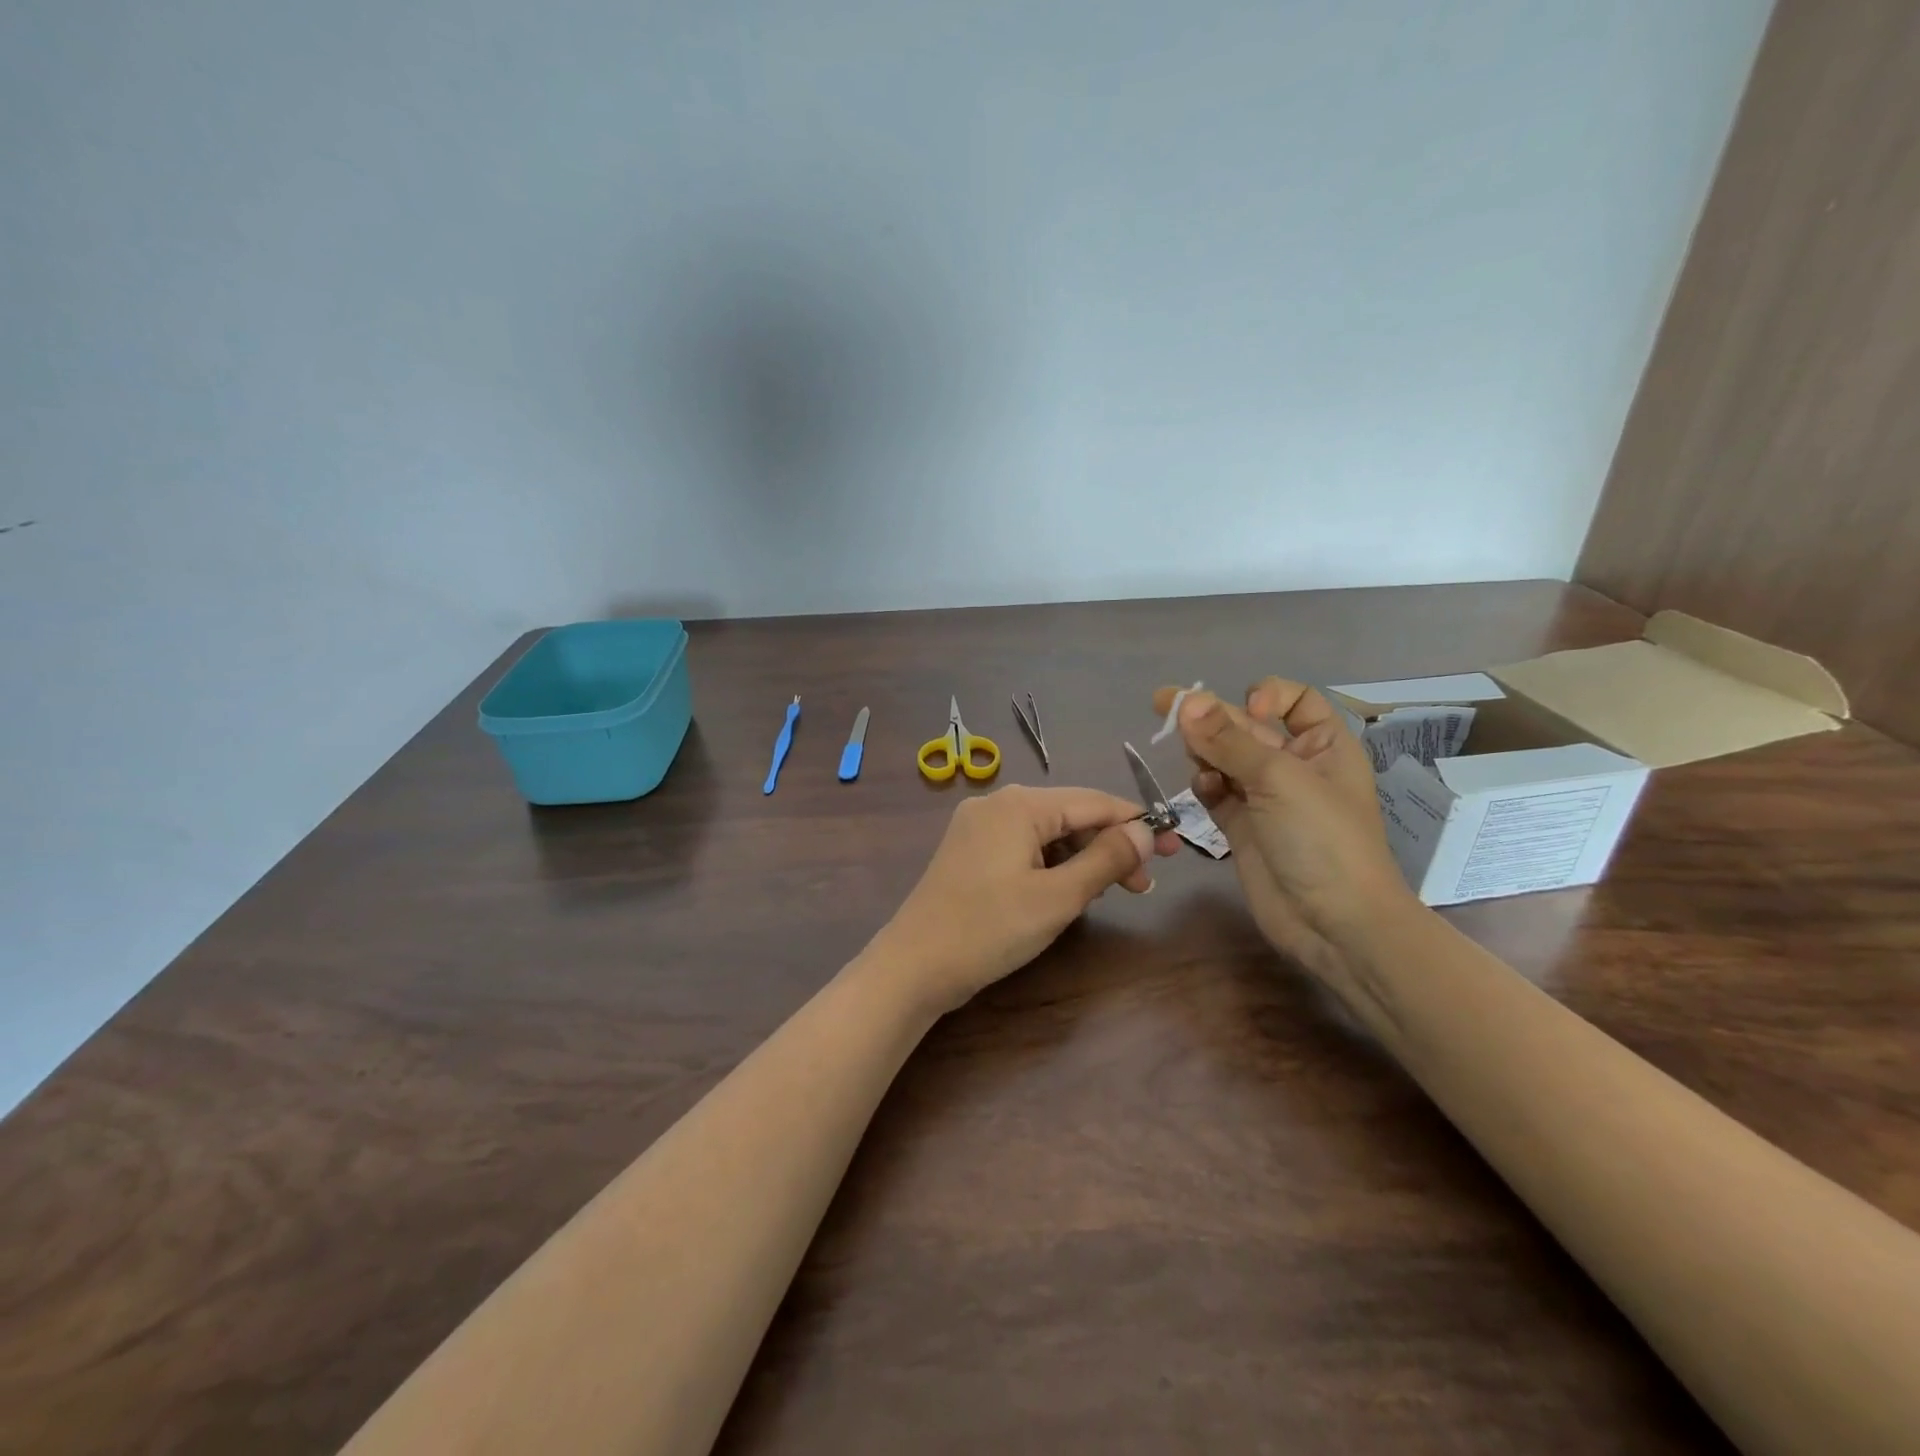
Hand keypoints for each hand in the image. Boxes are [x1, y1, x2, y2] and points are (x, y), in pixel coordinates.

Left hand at [869, 786, 1180, 1016]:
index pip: (1092, 802)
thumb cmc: (989, 929)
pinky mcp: (969, 851)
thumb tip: (1144, 832)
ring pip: (1047, 833)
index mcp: (1018, 805)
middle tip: (1143, 885)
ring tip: (1109, 893)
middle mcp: (996, 804)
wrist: (914, 966)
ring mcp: (978, 827)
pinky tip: (1067, 891)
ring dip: (1081, 859)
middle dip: (1108, 846)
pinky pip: (1023, 847)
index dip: (1136, 823)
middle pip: (1069, 815)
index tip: (1173, 847)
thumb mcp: (1058, 897)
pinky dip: (1052, 865)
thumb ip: (1105, 859)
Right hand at [1156, 680, 1417, 986]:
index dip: (1267, 697)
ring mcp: (1267, 799)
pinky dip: (1205, 785)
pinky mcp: (1243, 828)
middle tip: (1163, 705)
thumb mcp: (1279, 779)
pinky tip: (1202, 787)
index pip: (1295, 702)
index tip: (1246, 709)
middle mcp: (1295, 767)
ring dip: (1205, 750)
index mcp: (1324, 746)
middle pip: (1248, 728)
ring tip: (1188, 751)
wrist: (1334, 923)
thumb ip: (1228, 740)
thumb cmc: (1321, 839)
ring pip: (1226, 759)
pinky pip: (1217, 793)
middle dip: (1213, 717)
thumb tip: (1187, 702)